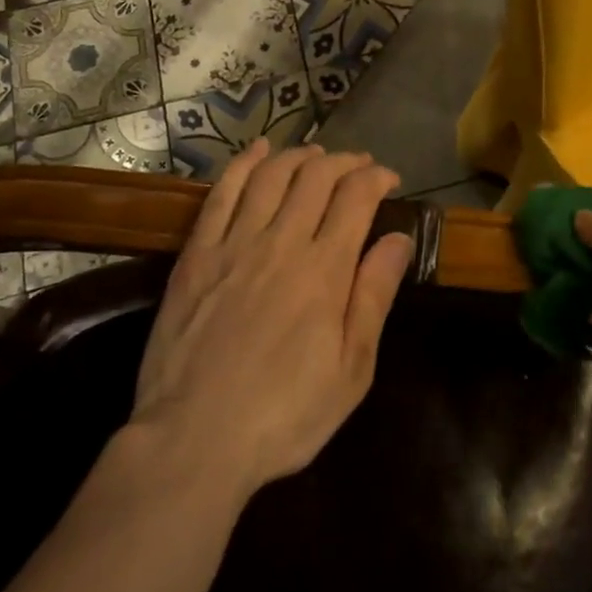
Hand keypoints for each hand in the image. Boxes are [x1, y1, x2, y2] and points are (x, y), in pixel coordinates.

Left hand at [127, 140, 413, 502]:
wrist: (193, 441)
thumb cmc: (283, 415)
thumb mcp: (351, 370)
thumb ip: (374, 296)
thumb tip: (398, 239)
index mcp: (325, 270)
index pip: (356, 197)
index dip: (376, 177)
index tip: (388, 180)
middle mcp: (281, 242)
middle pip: (316, 176)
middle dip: (344, 161)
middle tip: (358, 167)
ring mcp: (234, 244)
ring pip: (272, 175)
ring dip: (299, 157)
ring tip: (316, 156)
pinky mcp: (197, 254)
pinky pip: (222, 193)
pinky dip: (244, 164)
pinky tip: (259, 151)